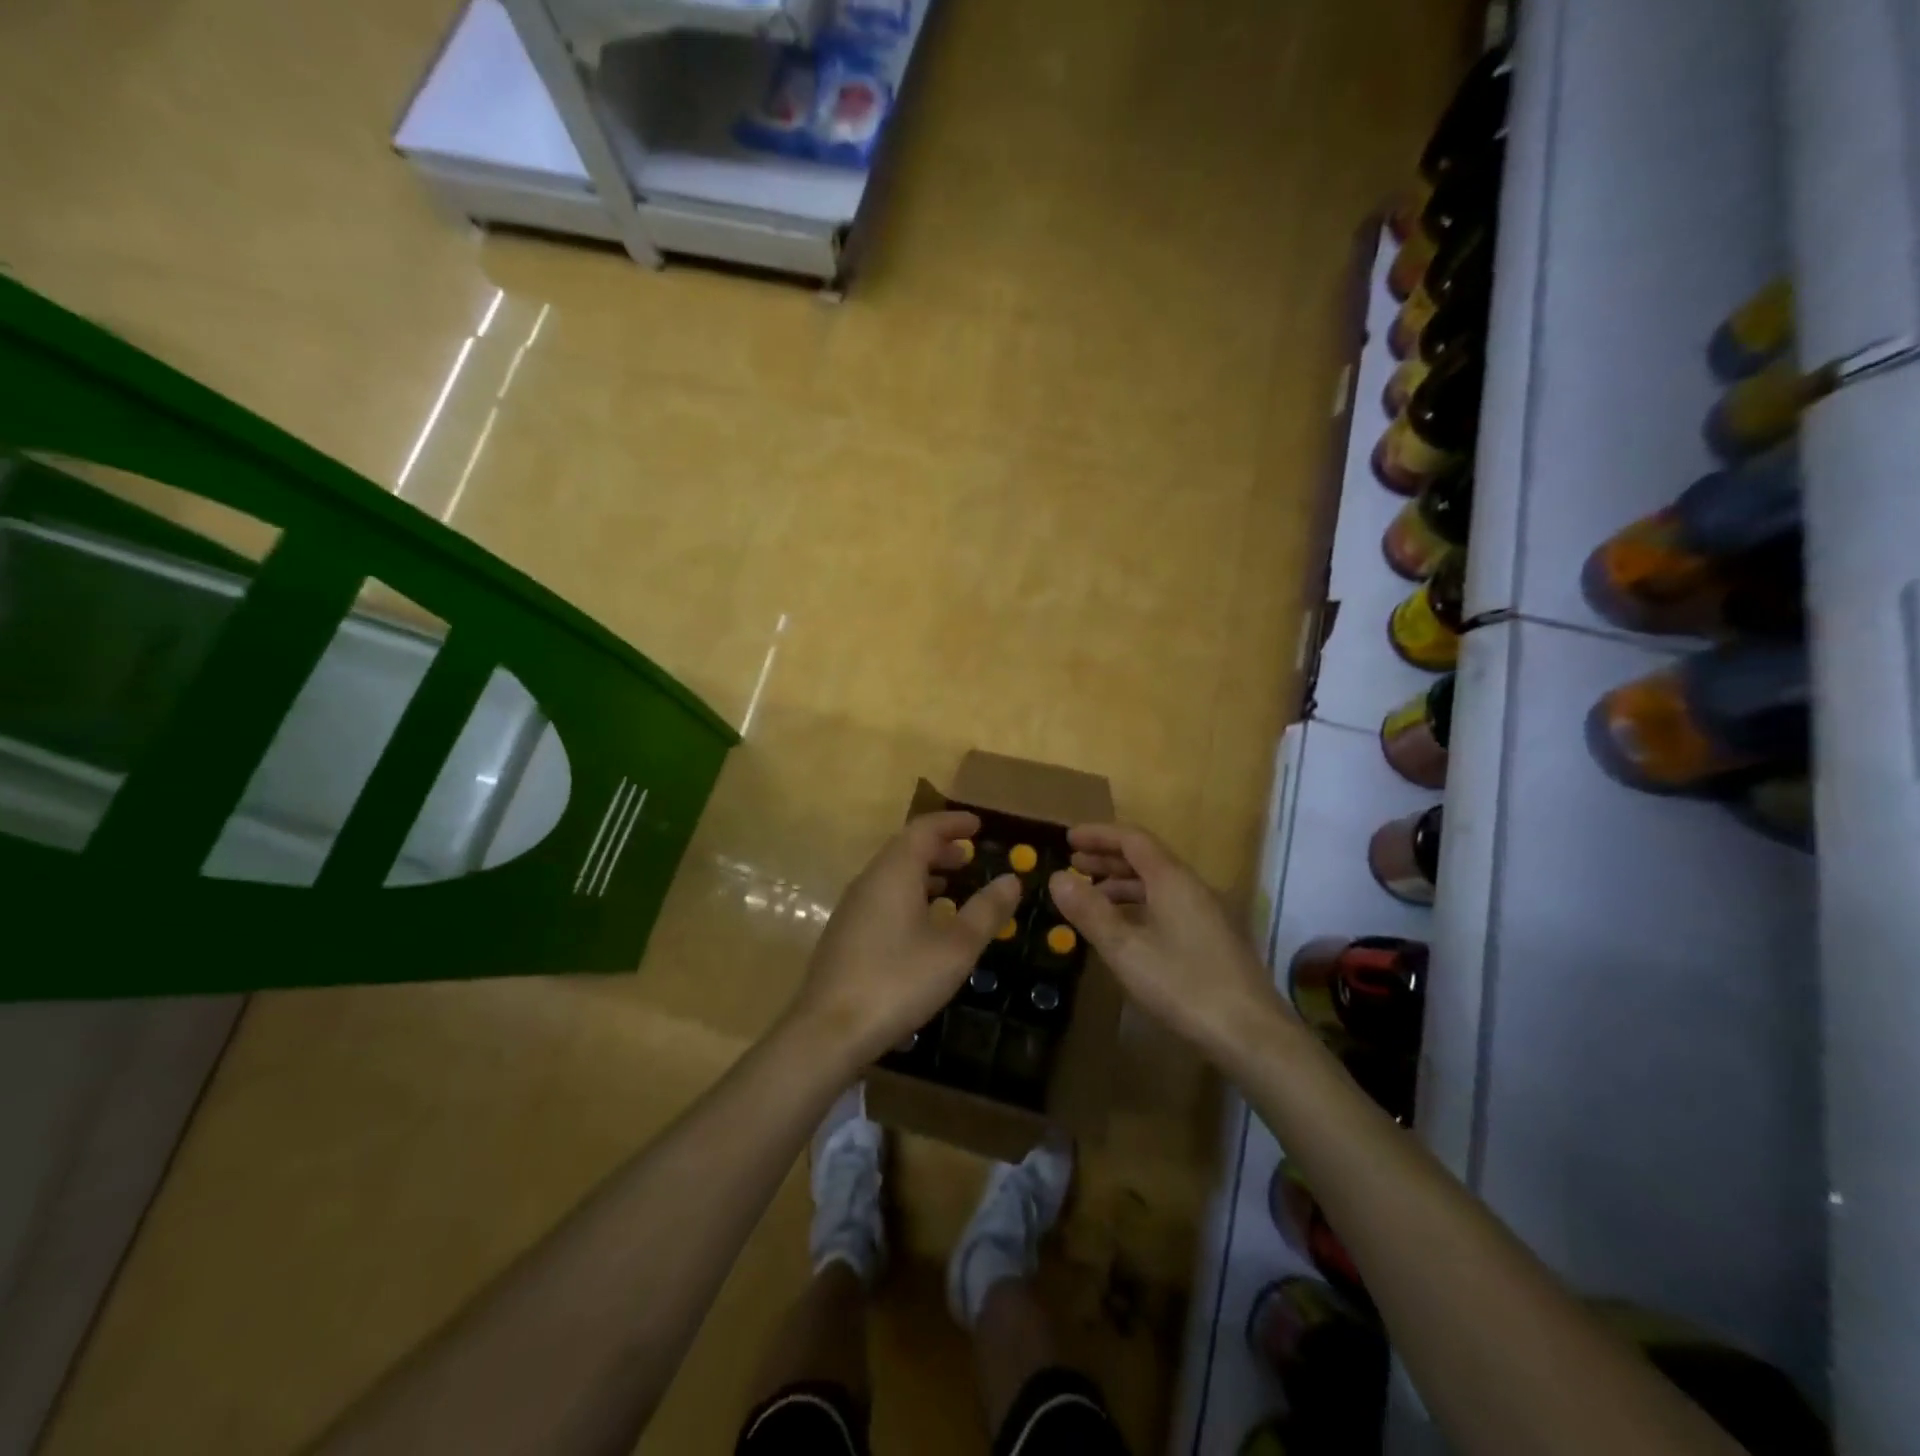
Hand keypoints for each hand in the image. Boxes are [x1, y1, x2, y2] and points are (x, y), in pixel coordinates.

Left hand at [789, 811, 1022, 1069]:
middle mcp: (870, 880)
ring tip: (952, 885)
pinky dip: (908, 893)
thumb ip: (986, 911)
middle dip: (939, 846)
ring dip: (924, 871)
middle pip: (906, 848)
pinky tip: (923, 923)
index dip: (953, 823)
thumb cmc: (899, 980)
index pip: (924, 829)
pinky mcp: (845, 933)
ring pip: (892, 873)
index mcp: (895, 872)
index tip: (978, 825)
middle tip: (970, 855)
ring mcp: (852, 907)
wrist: (829, 1030)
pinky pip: (882, 895)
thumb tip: (1012, 880)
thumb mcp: (955, 948)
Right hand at [1047, 823, 1282, 1061]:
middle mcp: (1192, 887)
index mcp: (1172, 880)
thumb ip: (1089, 911)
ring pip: (1158, 884)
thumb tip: (1057, 877)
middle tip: (1073, 865)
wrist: (1252, 1034)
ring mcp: (1207, 913)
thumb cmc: (1183, 985)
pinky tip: (1125, 930)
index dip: (1099, 835)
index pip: (1132, 839)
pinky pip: (1168, 905)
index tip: (1068, 839)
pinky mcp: (1213, 938)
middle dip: (1107, 858)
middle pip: (1146, 858)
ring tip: (1090, 898)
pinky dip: (1139, 905)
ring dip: (1122, 884)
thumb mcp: (1126, 949)